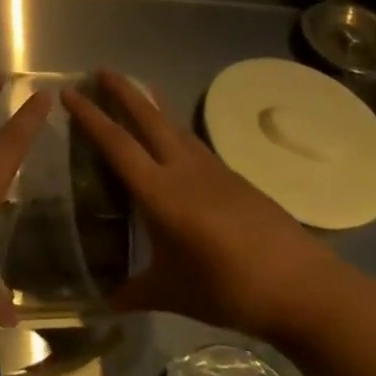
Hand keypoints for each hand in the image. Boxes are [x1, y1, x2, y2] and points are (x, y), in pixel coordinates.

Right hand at [61, 69, 341, 339]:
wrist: (305, 289)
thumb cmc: (230, 289)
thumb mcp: (173, 293)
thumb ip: (133, 293)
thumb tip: (101, 304)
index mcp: (161, 193)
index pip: (117, 145)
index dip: (90, 117)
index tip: (69, 93)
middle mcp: (184, 171)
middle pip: (148, 119)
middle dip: (123, 92)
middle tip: (101, 70)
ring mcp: (214, 171)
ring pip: (175, 126)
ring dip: (152, 104)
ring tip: (138, 87)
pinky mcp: (235, 179)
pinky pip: (195, 143)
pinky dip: (176, 129)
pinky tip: (175, 137)